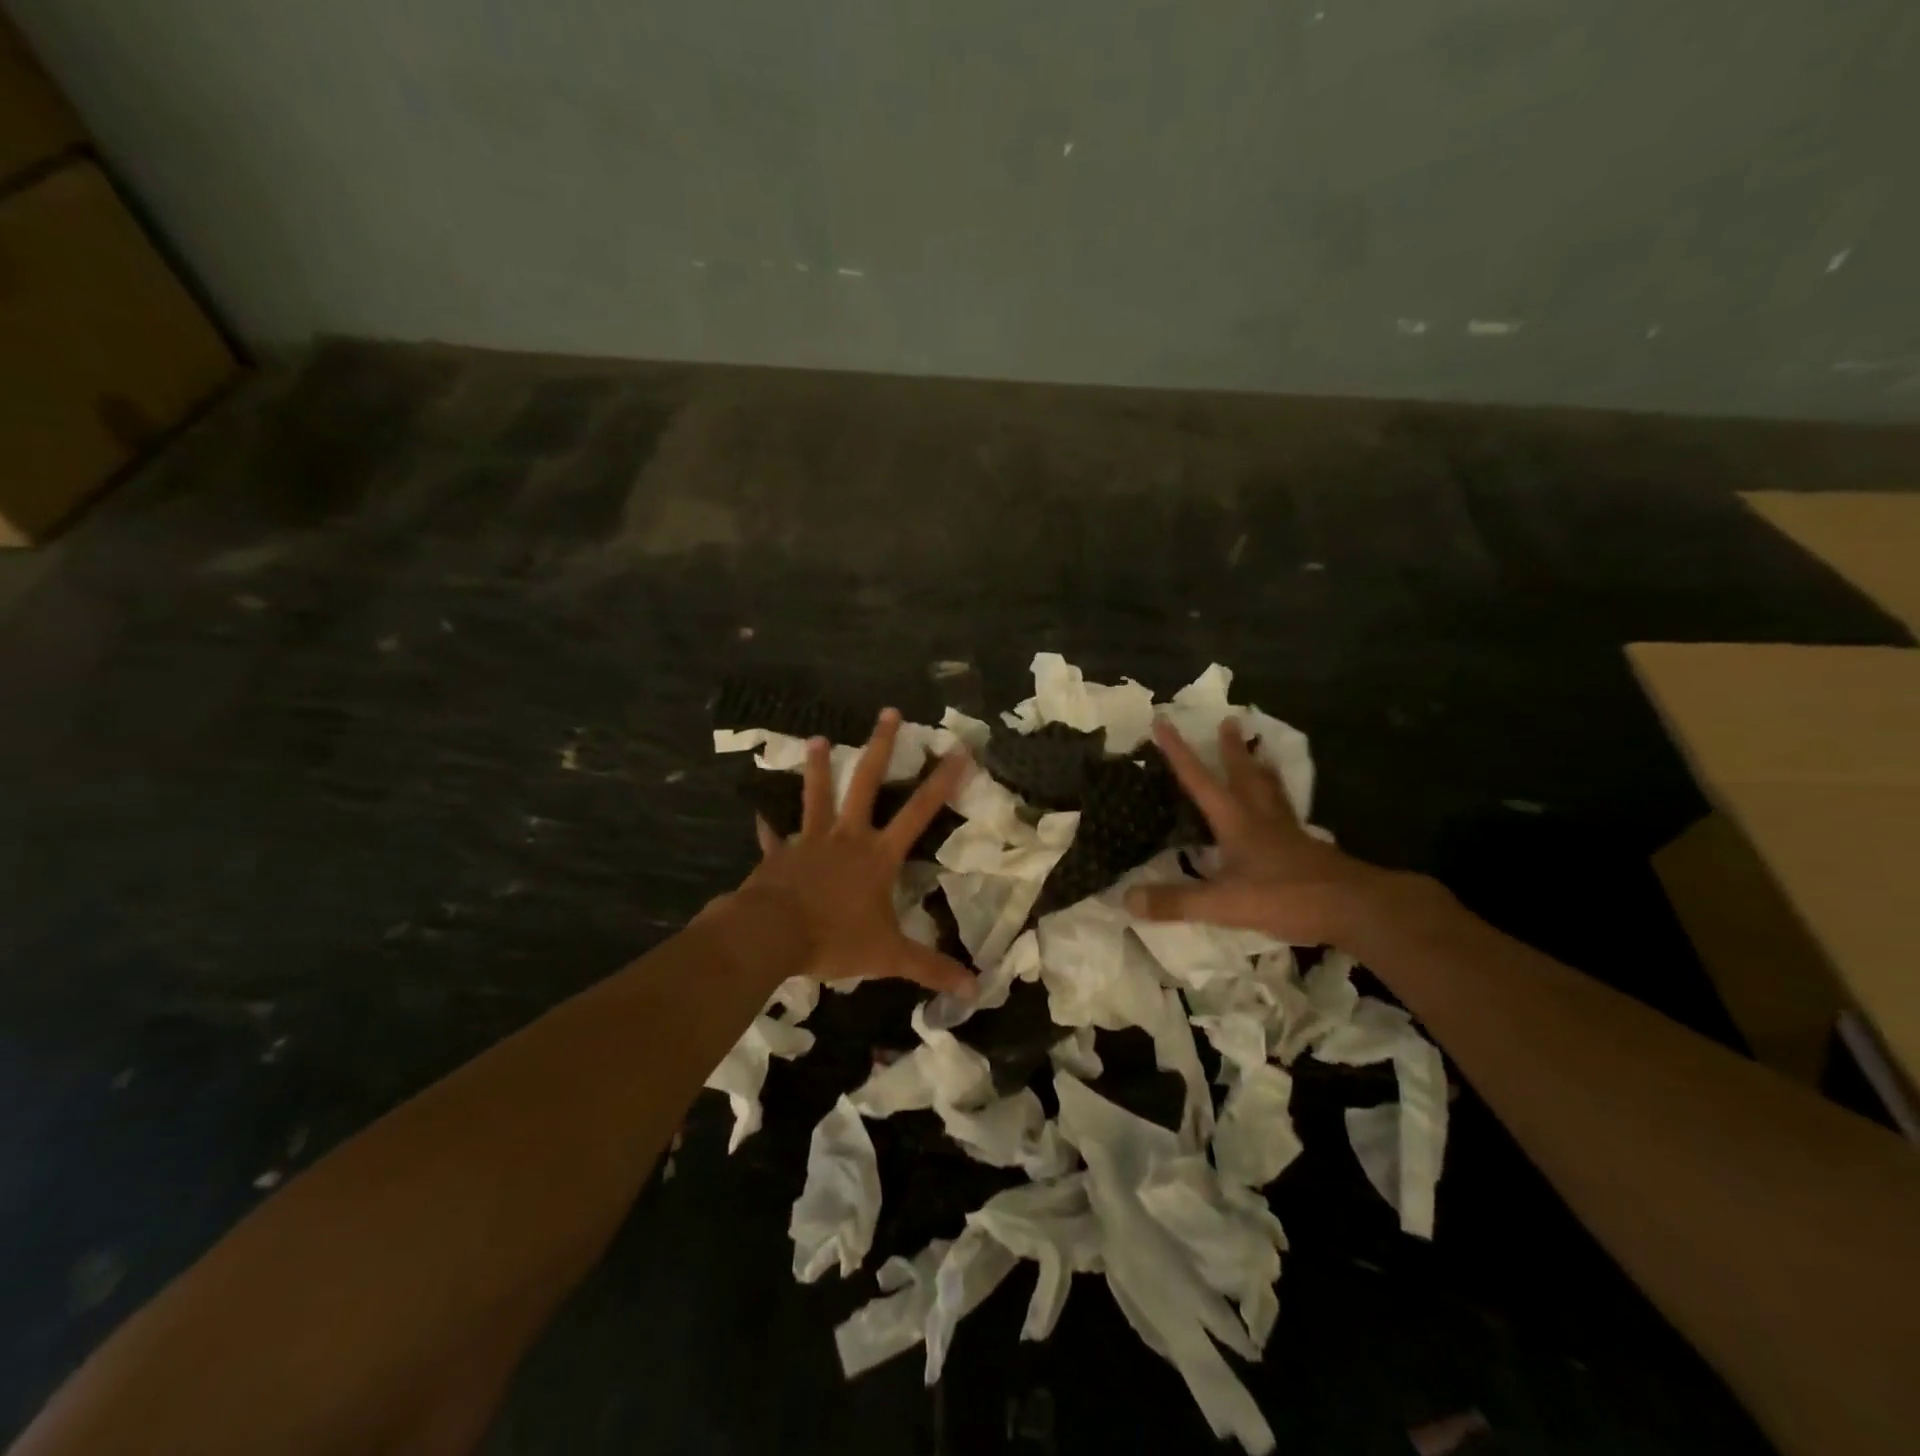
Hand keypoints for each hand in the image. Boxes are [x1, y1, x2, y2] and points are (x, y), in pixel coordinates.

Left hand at [725, 709, 975, 994]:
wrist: (771, 935)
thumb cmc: (834, 938)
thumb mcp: (888, 956)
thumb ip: (930, 968)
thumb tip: (975, 989)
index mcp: (878, 855)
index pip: (918, 812)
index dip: (941, 781)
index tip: (958, 750)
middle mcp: (847, 837)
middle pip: (867, 784)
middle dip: (881, 747)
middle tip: (889, 712)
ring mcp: (810, 841)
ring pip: (817, 796)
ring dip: (820, 768)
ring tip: (820, 738)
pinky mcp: (779, 854)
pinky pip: (774, 837)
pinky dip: (769, 827)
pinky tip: (760, 815)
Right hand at [1127, 716, 1382, 946]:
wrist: (1353, 906)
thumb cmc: (1285, 896)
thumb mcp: (1223, 904)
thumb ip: (1177, 901)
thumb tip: (1128, 899)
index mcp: (1236, 821)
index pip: (1199, 779)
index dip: (1178, 751)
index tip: (1163, 721)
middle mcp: (1261, 817)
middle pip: (1243, 773)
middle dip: (1232, 748)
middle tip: (1230, 720)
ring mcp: (1287, 831)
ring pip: (1270, 788)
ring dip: (1261, 766)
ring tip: (1261, 750)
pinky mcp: (1306, 847)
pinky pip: (1286, 813)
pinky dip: (1278, 800)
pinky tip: (1281, 810)